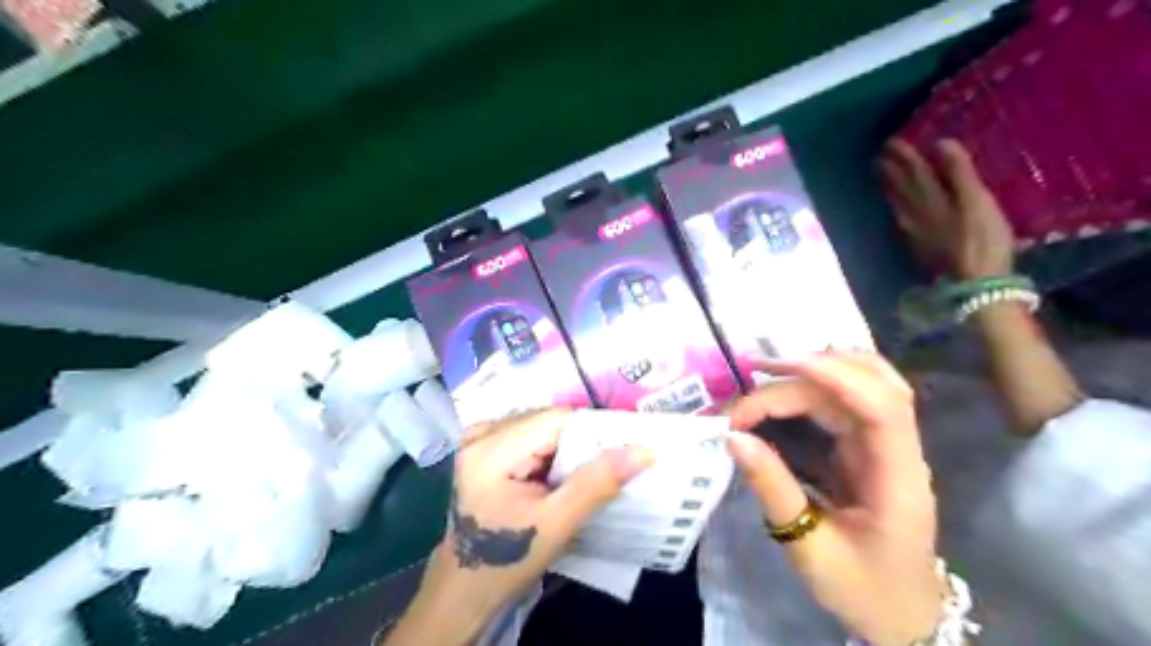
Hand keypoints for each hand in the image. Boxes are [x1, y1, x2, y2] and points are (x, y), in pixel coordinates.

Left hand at [383, 408, 650, 645]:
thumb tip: (644, 450)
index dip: (594, 430)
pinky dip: (551, 450)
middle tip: (610, 464)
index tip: (624, 448)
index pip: (557, 419)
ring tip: (587, 471)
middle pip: (548, 419)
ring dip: (567, 447)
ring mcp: (479, 438)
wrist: (464, 587)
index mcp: (491, 450)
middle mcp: (481, 434)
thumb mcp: (556, 525)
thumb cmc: (506, 560)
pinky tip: (559, 473)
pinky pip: (529, 435)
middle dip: (580, 441)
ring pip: (541, 425)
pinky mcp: (483, 448)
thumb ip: (597, 483)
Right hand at [727, 354, 942, 645]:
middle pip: (864, 387)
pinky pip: (848, 400)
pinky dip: (816, 385)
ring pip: (860, 384)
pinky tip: (787, 385)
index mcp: (898, 481)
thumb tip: (734, 438)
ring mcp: (886, 445)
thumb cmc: (863, 591)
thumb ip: (774, 490)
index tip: (774, 368)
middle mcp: (898, 452)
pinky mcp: (869, 446)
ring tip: (763, 373)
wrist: (903, 615)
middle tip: (748, 381)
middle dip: (803, 374)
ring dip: (813, 371)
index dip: (833, 375)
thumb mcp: (811, 550)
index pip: (882, 407)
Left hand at [885, 137, 1013, 278]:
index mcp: (930, 199)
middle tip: (878, 156)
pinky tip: (895, 206)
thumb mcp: (976, 201)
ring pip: (896, 202)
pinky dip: (896, 204)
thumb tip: (940, 143)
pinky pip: (900, 217)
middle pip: (900, 187)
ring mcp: (913, 231)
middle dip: (889, 170)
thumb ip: (958, 173)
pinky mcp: (917, 245)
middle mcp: (915, 213)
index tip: (891, 141)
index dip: (903, 155)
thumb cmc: (981, 239)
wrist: (972, 282)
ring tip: (880, 174)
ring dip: (888, 186)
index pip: (913, 171)